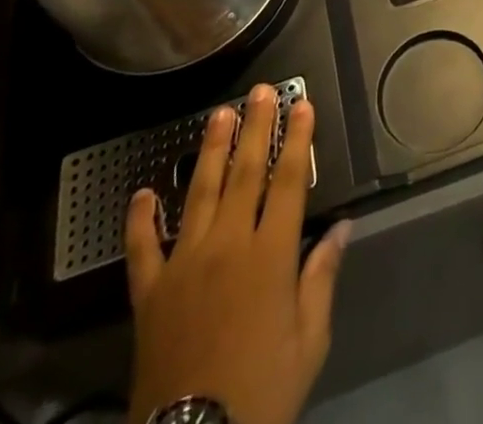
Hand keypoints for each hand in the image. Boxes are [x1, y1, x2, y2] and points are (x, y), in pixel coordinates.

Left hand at [125, 87, 350, 423]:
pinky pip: (143, 247)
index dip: (296, 139)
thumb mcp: (309, 341)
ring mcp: (184, 265)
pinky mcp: (150, 293)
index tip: (302, 105)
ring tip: (219, 115)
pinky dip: (140, 218)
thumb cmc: (262, 391)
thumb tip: (341, 228)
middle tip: (261, 91)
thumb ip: (321, 277)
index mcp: (270, 255)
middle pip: (244, 173)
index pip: (287, 181)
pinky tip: (141, 192)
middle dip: (256, 127)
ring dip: (211, 150)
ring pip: (198, 193)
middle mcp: (227, 246)